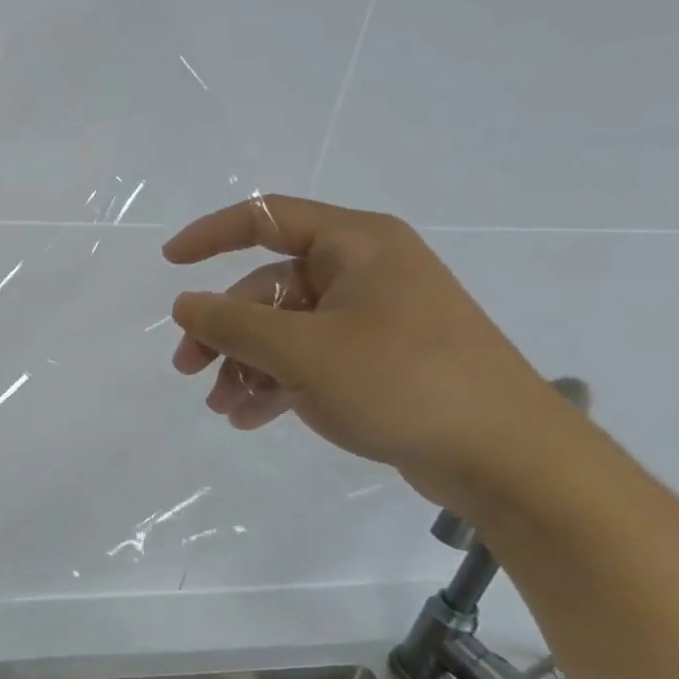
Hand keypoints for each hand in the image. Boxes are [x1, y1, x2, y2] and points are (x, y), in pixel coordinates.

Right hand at [163, 195, 574, 506]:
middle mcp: (364, 271)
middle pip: (268, 286)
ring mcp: (373, 318)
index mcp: (356, 245)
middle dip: (224, 330)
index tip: (169, 263)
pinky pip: (309, 358)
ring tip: (223, 407)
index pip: (266, 218)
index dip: (211, 235)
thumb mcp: (303, 352)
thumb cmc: (403, 383)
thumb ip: (233, 324)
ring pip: (284, 328)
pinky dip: (276, 383)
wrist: (508, 459)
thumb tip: (183, 303)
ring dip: (245, 364)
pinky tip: (251, 417)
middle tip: (188, 369)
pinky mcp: (379, 360)